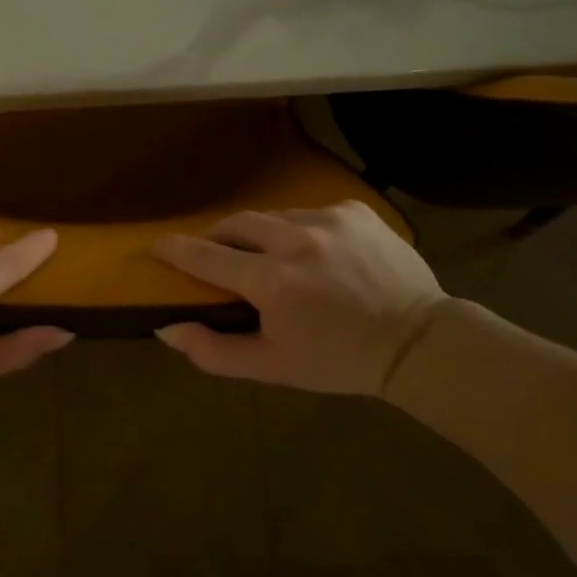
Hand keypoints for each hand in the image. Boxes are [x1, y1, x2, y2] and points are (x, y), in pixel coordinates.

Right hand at [151, 201, 446, 397]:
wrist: (418, 342)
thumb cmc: (339, 360)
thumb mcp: (272, 366)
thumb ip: (213, 350)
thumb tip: (167, 328)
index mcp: (272, 281)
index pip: (206, 256)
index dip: (176, 250)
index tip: (158, 246)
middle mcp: (295, 239)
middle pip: (236, 224)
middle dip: (219, 237)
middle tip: (217, 254)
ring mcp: (328, 218)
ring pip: (274, 216)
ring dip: (263, 235)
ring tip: (273, 258)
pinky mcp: (354, 209)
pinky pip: (311, 212)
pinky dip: (301, 230)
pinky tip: (316, 253)